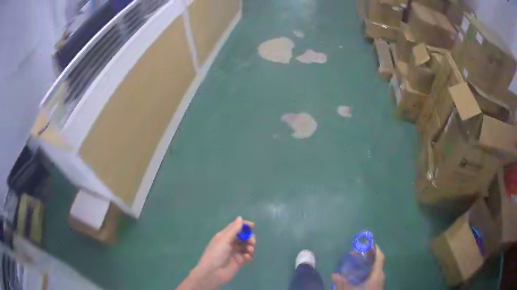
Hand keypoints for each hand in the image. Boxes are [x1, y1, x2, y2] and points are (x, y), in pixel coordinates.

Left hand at [177, 217, 255, 289]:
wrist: (213, 272)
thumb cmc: (216, 254)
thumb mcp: (224, 240)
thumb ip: (234, 229)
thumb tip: (240, 218)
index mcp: (224, 236)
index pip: (235, 227)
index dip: (244, 225)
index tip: (253, 226)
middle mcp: (229, 243)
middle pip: (243, 236)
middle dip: (249, 237)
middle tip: (251, 241)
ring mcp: (234, 252)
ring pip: (246, 246)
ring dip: (250, 246)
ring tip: (250, 250)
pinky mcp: (239, 261)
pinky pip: (247, 255)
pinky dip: (249, 255)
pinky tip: (248, 257)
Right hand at [332, 246, 384, 289]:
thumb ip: (341, 283)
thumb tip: (334, 274)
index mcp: (377, 274)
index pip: (380, 257)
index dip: (375, 249)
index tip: (367, 243)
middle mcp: (381, 276)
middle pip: (377, 262)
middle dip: (367, 256)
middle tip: (355, 255)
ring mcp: (380, 281)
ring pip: (376, 269)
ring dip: (367, 264)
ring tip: (355, 264)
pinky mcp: (378, 286)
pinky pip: (374, 275)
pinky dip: (368, 271)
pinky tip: (358, 275)